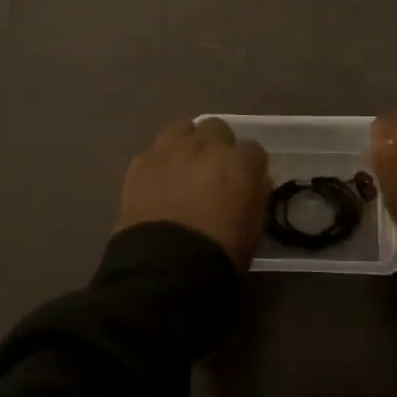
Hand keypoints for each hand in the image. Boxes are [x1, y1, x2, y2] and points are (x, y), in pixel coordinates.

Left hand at [116, 117, 270, 270]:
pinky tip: (159, 181)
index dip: (250, 166)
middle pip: (217, 128)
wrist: (166, 268)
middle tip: (214, 170)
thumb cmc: (221, 253)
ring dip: (187, 142)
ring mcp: (170, 151)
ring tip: (185, 166)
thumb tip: (255, 183)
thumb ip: (256, 197)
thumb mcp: (255, 230)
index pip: (253, 149)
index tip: (246, 181)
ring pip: (182, 128)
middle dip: (218, 145)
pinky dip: (159, 161)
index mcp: (240, 162)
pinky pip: (153, 151)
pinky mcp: (140, 164)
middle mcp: (206, 146)